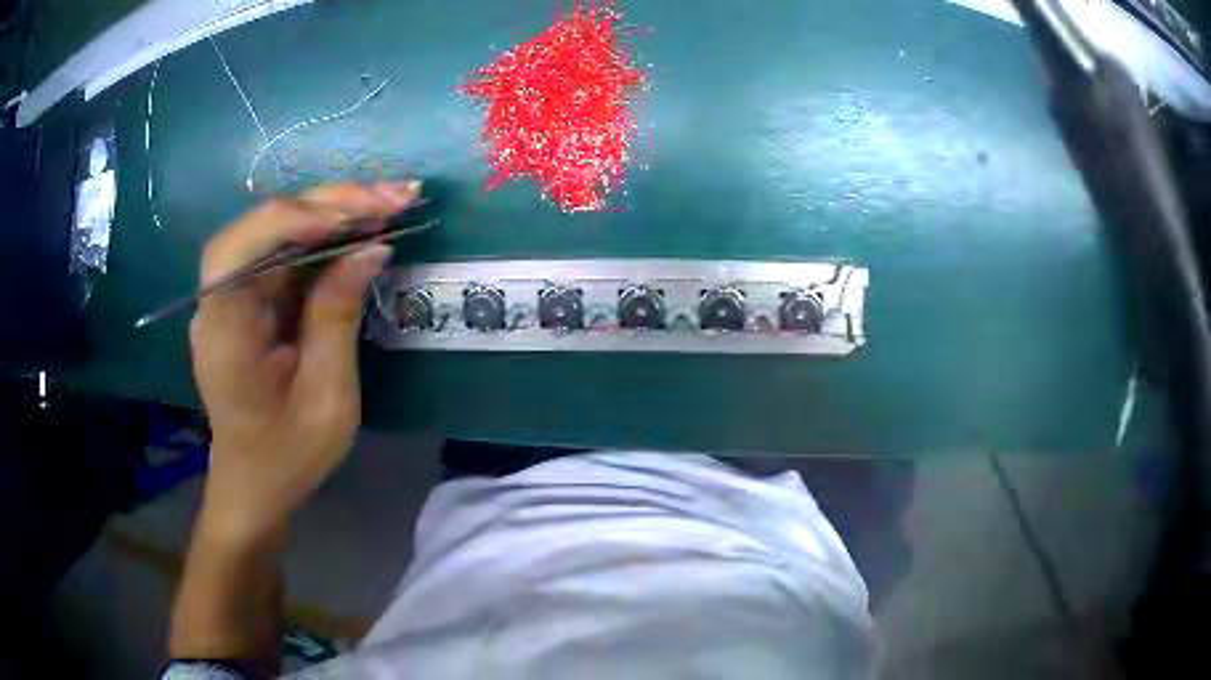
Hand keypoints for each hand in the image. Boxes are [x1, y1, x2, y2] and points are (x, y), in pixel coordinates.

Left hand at [190, 182, 419, 545]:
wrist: (255, 483)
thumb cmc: (287, 456)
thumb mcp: (325, 399)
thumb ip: (338, 318)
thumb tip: (371, 247)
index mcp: (223, 331)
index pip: (242, 248)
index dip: (297, 219)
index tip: (361, 216)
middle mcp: (219, 300)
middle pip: (264, 225)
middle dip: (329, 203)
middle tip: (396, 196)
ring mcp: (234, 295)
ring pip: (279, 230)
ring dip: (335, 211)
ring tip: (392, 202)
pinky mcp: (252, 298)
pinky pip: (288, 252)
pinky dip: (328, 234)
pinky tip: (365, 225)